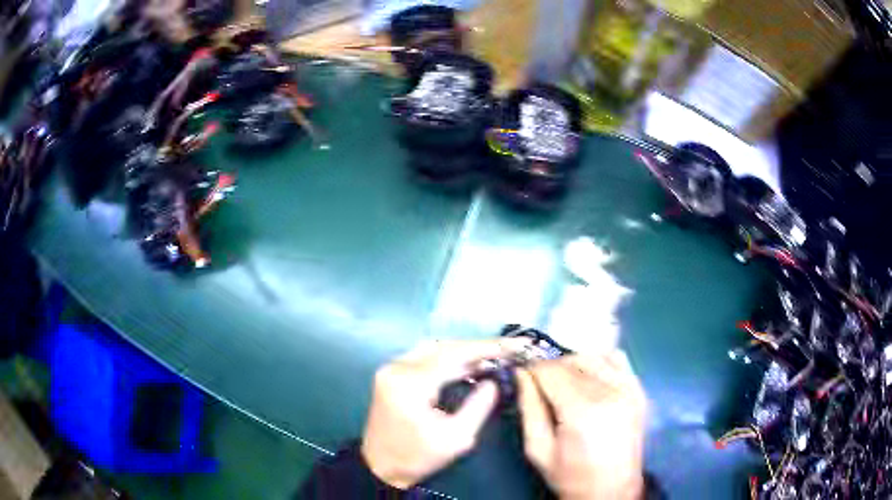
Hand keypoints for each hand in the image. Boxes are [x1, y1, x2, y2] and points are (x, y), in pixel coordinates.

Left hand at [361, 338, 526, 488]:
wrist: (380, 466)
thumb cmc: (417, 457)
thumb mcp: (456, 438)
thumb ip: (479, 406)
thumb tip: (493, 381)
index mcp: (411, 383)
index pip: (455, 355)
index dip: (487, 348)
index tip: (515, 345)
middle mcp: (397, 367)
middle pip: (444, 346)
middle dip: (477, 348)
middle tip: (506, 351)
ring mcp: (391, 368)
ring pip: (434, 348)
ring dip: (463, 351)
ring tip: (491, 357)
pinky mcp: (391, 373)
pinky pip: (424, 356)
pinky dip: (448, 358)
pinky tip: (467, 365)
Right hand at [517, 351, 646, 499]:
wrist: (611, 491)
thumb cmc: (570, 476)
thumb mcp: (538, 449)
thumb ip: (529, 407)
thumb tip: (521, 373)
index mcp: (581, 411)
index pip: (550, 371)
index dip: (531, 369)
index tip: (522, 374)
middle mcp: (608, 393)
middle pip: (571, 361)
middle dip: (550, 368)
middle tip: (540, 384)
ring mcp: (628, 389)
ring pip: (592, 357)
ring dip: (572, 363)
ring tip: (564, 383)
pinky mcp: (638, 391)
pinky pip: (617, 359)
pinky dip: (600, 361)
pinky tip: (590, 377)